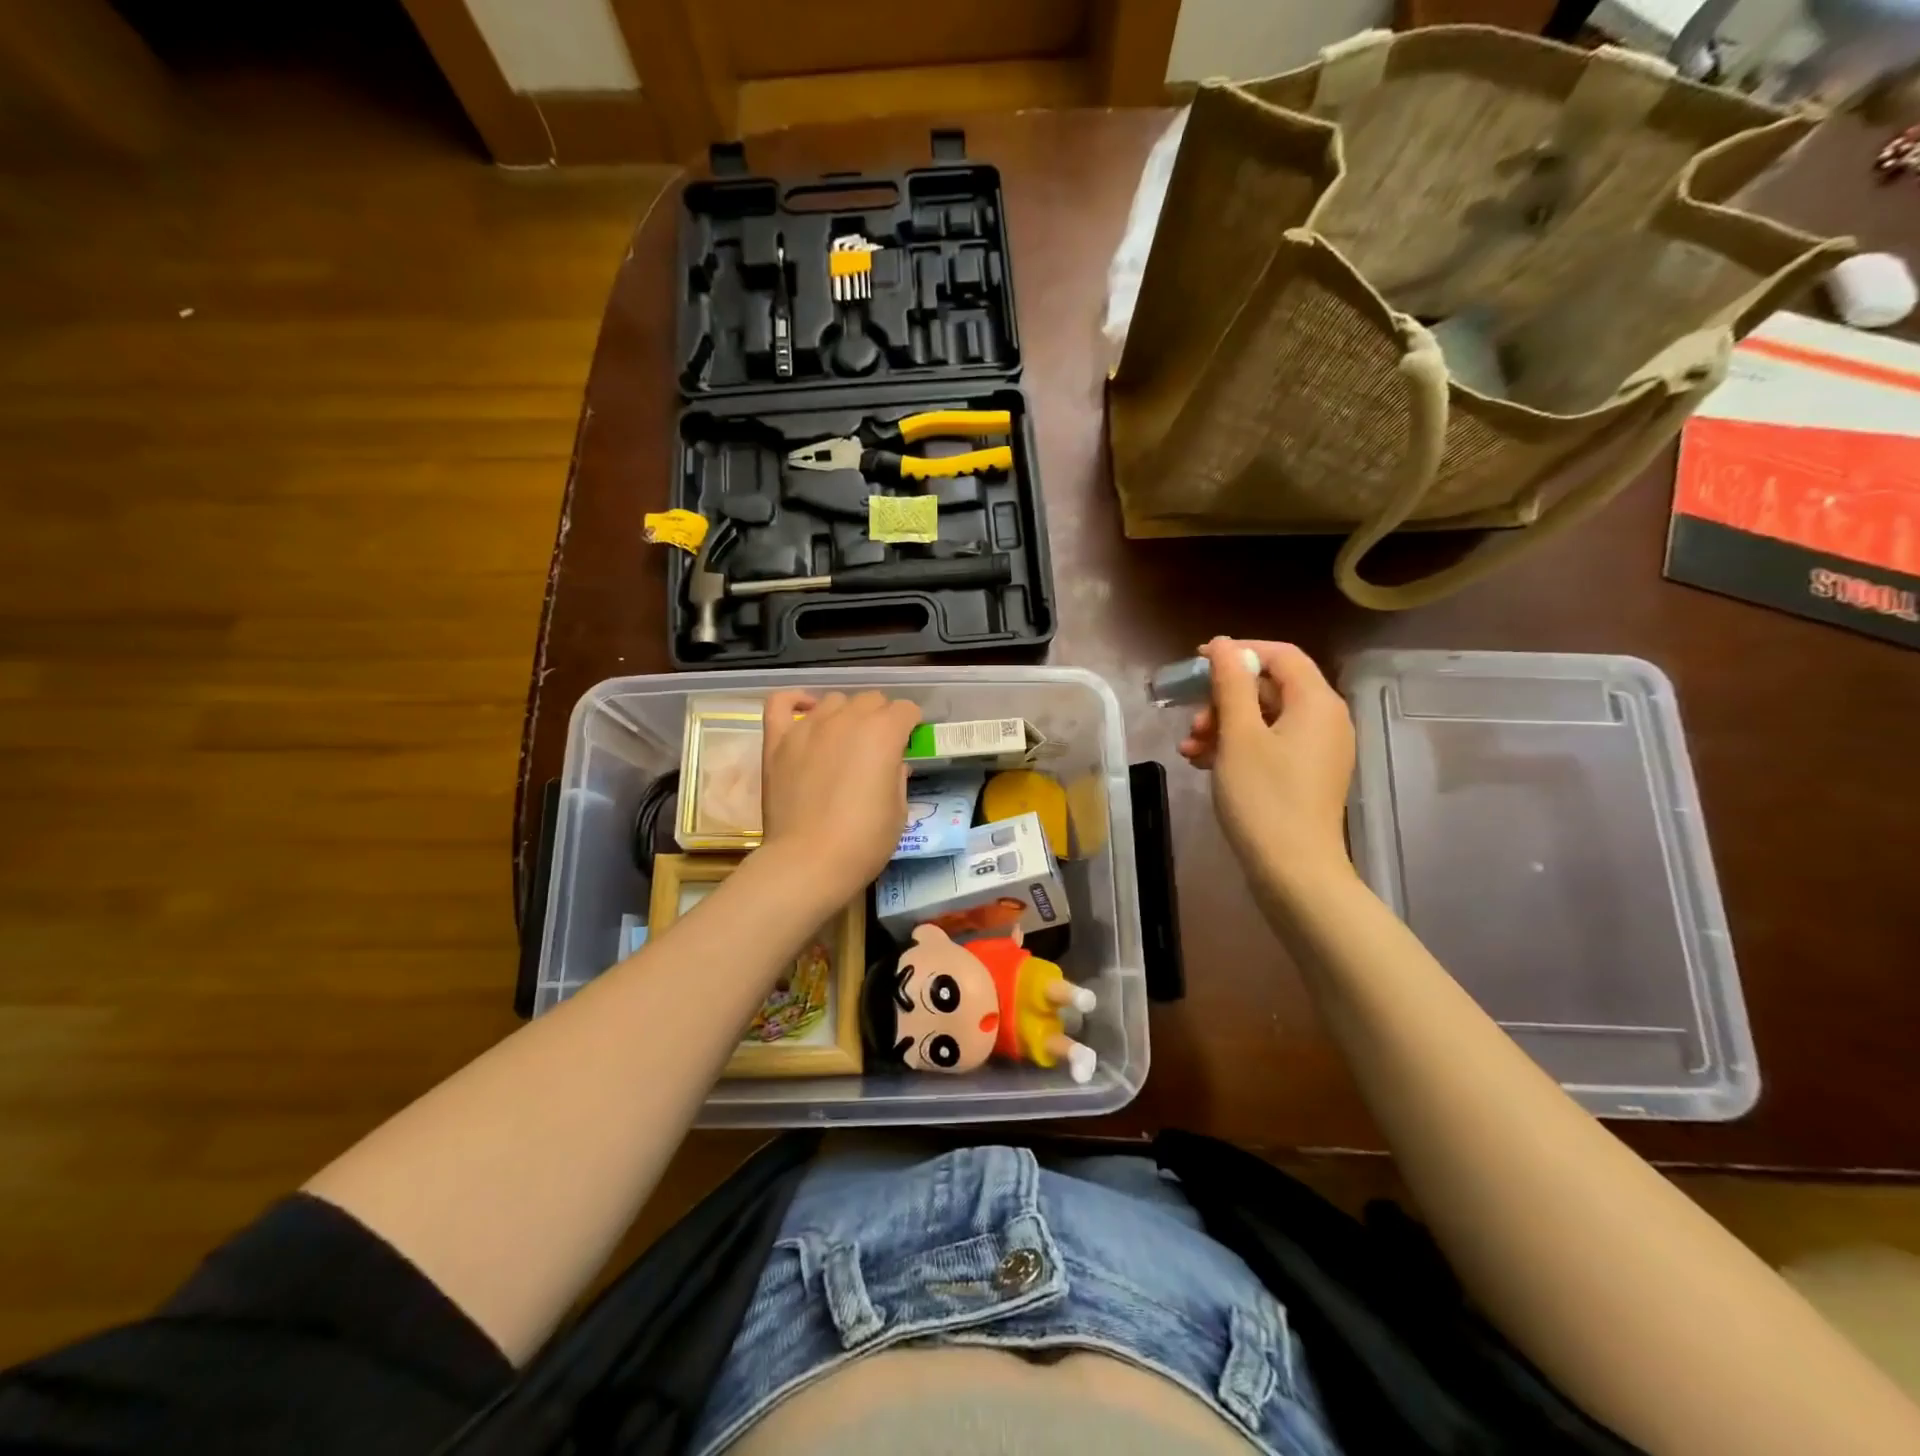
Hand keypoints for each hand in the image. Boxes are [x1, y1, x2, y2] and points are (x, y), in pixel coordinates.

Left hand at [759, 690, 920, 906]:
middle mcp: (847, 719)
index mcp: (883, 733)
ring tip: (844, 739)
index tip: (908, 744)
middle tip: (878, 746)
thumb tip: (892, 763)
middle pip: (871, 700)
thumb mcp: (898, 811)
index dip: (911, 725)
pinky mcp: (778, 740)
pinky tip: (805, 712)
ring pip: (834, 700)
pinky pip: (782, 703)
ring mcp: (808, 727)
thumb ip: (897, 776)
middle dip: (881, 717)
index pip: (905, 710)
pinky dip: (796, 702)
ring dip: (845, 714)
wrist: (808, 863)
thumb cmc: (863, 842)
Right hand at [1179, 638, 1355, 892]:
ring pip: (1265, 718)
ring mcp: (1319, 750)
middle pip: (1270, 687)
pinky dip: (1238, 747)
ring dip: (1224, 726)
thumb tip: (1224, 645)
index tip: (1197, 663)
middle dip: (1224, 699)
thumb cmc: (1264, 798)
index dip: (1239, 652)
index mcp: (1317, 702)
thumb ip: (1231, 684)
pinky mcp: (1307, 774)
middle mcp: (1326, 719)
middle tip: (1193, 721)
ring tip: (1191, 749)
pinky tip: (1205, 764)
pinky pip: (1271, 744)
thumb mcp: (1239, 735)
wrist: (1294, 871)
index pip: (1280, 654)